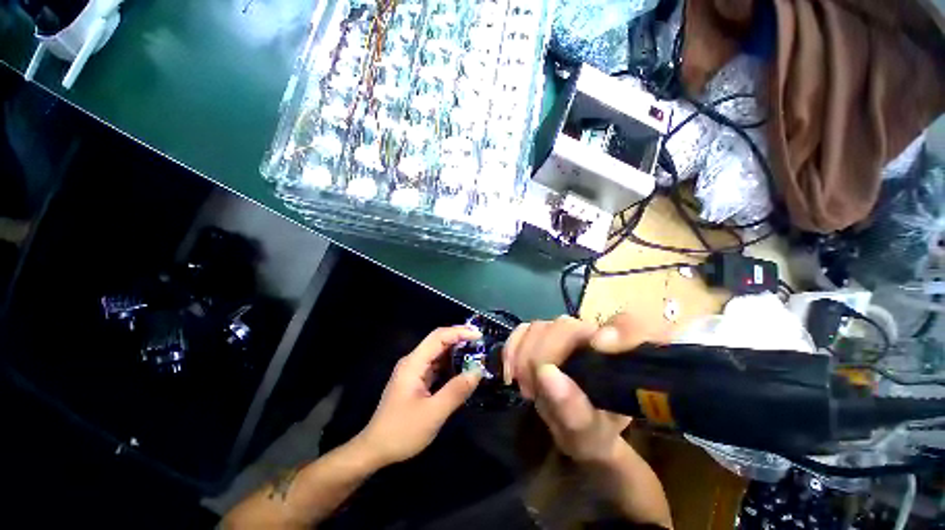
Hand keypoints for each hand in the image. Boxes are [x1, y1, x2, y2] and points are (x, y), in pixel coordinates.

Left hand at [356, 326, 482, 466]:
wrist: (375, 450)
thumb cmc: (402, 431)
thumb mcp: (433, 413)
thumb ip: (456, 391)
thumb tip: (478, 371)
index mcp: (414, 363)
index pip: (438, 337)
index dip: (459, 332)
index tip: (479, 335)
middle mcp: (413, 362)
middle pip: (438, 342)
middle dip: (459, 339)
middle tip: (481, 344)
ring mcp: (413, 371)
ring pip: (437, 354)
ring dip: (456, 352)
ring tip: (476, 354)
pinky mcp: (415, 381)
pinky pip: (435, 366)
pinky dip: (450, 365)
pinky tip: (462, 370)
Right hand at [503, 314, 665, 463]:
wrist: (579, 429)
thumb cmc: (593, 432)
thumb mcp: (588, 433)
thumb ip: (573, 408)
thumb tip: (546, 372)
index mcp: (617, 358)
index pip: (625, 325)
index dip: (614, 329)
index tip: (592, 352)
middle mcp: (593, 336)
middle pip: (563, 327)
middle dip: (540, 356)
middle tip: (532, 391)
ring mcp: (565, 333)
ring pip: (540, 326)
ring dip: (524, 356)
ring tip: (524, 386)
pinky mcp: (543, 334)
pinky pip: (523, 330)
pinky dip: (512, 347)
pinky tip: (511, 371)